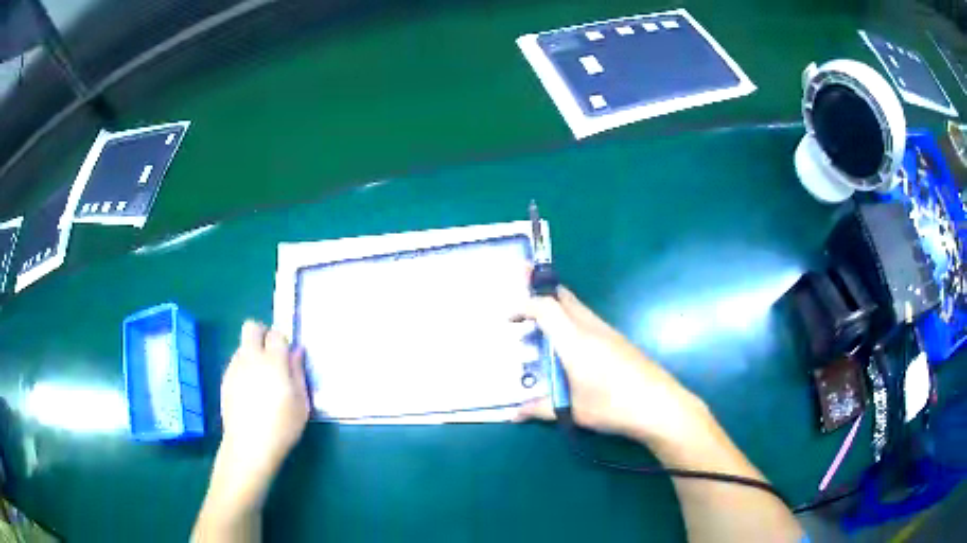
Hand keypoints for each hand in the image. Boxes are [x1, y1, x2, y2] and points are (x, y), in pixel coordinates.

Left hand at [213, 321, 309, 505]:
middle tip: (272, 356)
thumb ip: (298, 373)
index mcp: (273, 362)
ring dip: (252, 353)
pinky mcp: (225, 379)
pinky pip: (236, 362)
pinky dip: (244, 368)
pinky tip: (250, 392)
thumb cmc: (282, 427)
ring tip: (261, 380)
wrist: (249, 446)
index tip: (288, 357)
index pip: (276, 333)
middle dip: (262, 334)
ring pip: (242, 345)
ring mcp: (235, 367)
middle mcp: (251, 357)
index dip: (283, 341)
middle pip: (251, 327)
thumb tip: (296, 351)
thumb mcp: (301, 403)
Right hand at [515, 287, 709, 444]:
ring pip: (577, 307)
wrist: (660, 405)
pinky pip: (588, 319)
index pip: (545, 308)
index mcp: (575, 340)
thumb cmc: (613, 406)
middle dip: (541, 291)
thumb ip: (540, 408)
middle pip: (564, 296)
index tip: (508, 318)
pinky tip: (569, 345)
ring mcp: (608, 332)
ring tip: (539, 324)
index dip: (524, 307)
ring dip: (556, 307)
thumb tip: (513, 414)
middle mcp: (591, 328)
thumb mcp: (573, 410)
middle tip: (521, 291)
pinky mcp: (619, 341)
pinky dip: (570, 320)